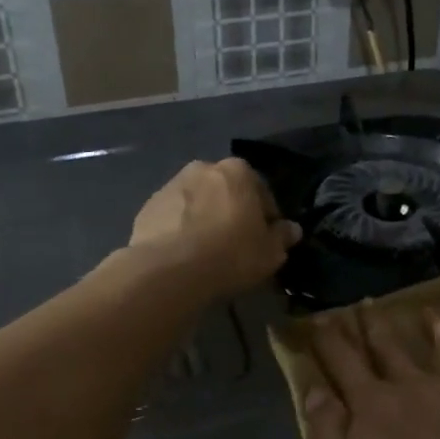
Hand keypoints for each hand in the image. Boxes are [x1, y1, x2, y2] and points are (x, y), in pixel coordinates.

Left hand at [129, 158, 300, 299]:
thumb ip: (283, 236)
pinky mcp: (147, 207)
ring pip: (197, 202)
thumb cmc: (231, 254)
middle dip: (231, 211)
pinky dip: (179, 229)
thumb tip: (292, 229)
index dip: (266, 216)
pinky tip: (183, 255)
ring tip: (207, 250)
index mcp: (238, 171)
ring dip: (204, 218)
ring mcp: (171, 186)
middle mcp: (203, 168)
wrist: (170, 270)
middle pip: (225, 191)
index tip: (265, 237)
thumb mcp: (270, 252)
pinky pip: (172, 217)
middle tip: (235, 242)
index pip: (261, 190)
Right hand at [304, 307, 439, 438]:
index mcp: (372, 402)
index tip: (321, 317)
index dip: (330, 337)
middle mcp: (412, 383)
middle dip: (373, 323)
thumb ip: (327, 431)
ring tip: (429, 312)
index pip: (343, 360)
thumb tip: (315, 390)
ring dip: (436, 327)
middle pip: (388, 345)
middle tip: (366, 302)